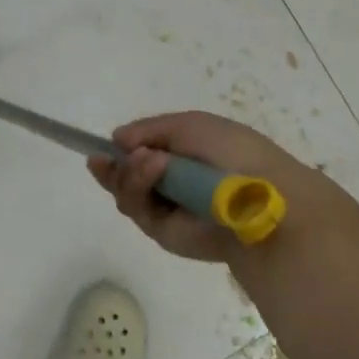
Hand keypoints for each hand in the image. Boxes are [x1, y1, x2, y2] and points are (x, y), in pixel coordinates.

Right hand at [87, 111, 354, 262]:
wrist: (258, 196)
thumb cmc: (232, 151)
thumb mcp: (190, 125)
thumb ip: (150, 129)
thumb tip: (117, 140)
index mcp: (185, 155)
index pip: (143, 153)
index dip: (120, 151)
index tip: (100, 148)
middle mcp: (173, 183)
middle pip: (126, 177)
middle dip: (115, 166)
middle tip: (104, 159)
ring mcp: (168, 209)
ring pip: (127, 193)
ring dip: (129, 173)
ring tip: (147, 161)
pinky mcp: (164, 233)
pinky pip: (137, 209)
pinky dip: (138, 187)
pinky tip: (151, 169)